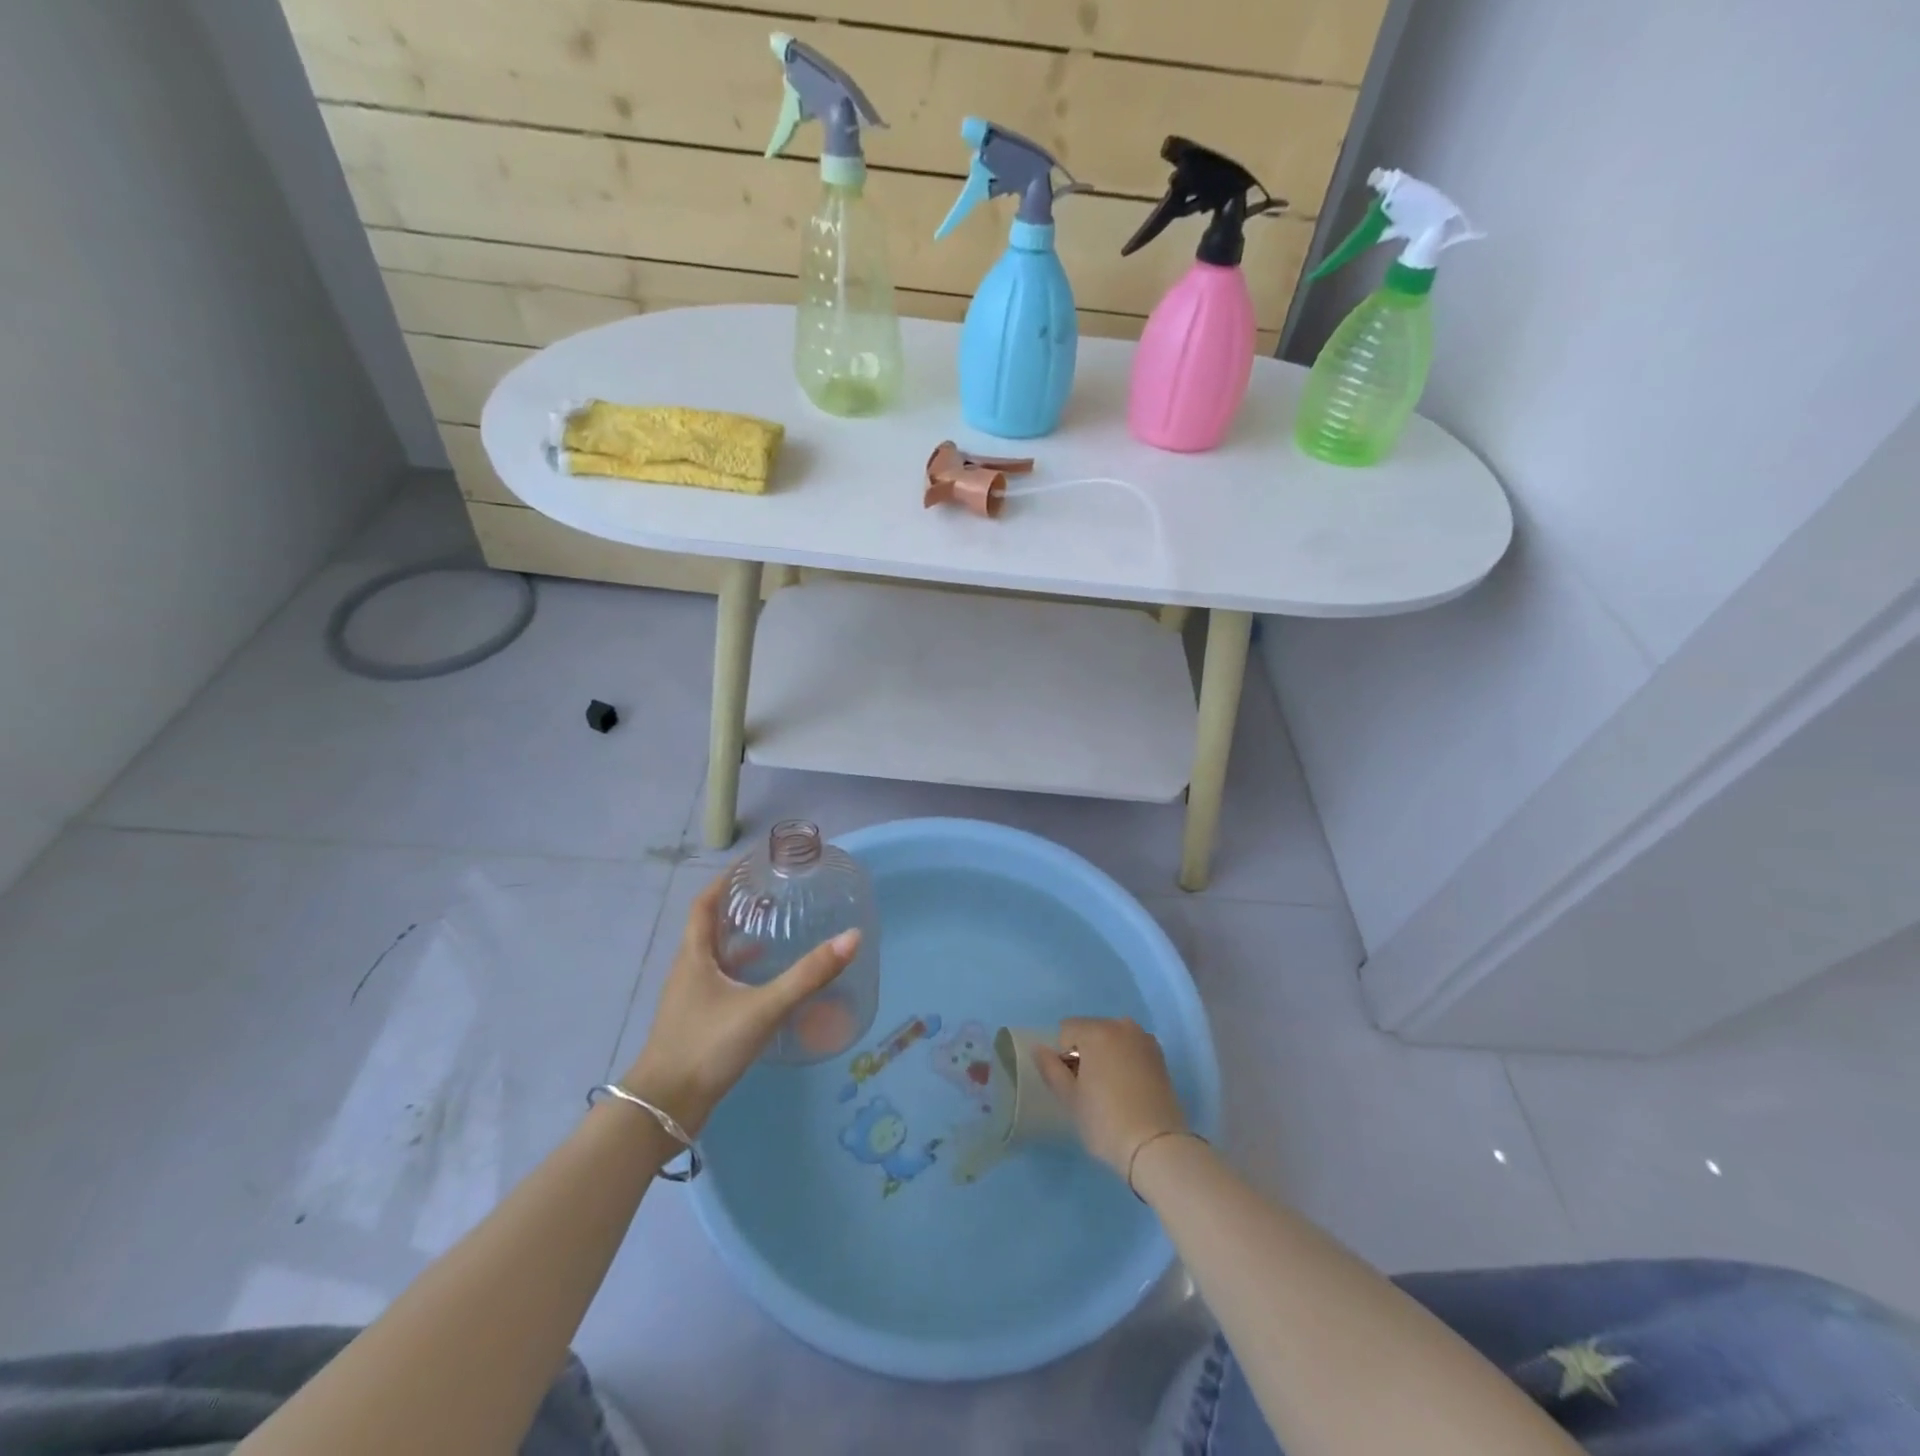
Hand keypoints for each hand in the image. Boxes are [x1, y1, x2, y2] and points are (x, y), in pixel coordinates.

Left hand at [620, 871, 858, 1134]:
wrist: (664, 1109)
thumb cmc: (706, 1046)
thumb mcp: (763, 1007)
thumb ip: (808, 975)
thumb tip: (852, 937)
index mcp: (694, 956)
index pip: (705, 903)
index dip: (724, 880)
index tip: (751, 864)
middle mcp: (689, 971)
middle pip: (711, 927)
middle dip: (740, 907)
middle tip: (776, 894)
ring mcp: (691, 999)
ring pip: (717, 957)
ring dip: (742, 940)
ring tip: (778, 930)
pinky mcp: (698, 1022)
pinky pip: (723, 983)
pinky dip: (744, 973)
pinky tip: (768, 983)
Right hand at [1032, 1016, 1187, 1177]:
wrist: (1157, 1147)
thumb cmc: (1105, 1121)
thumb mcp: (1070, 1098)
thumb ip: (1050, 1068)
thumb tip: (1039, 1048)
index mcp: (1097, 1031)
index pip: (1066, 1030)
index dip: (1063, 1056)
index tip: (1073, 1084)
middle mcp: (1122, 1026)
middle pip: (1091, 1031)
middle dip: (1085, 1052)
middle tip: (1089, 1089)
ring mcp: (1145, 1040)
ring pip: (1112, 1039)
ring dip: (1106, 1055)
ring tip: (1110, 1090)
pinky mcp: (1160, 1058)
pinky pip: (1131, 1049)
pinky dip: (1125, 1061)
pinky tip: (1129, 1090)